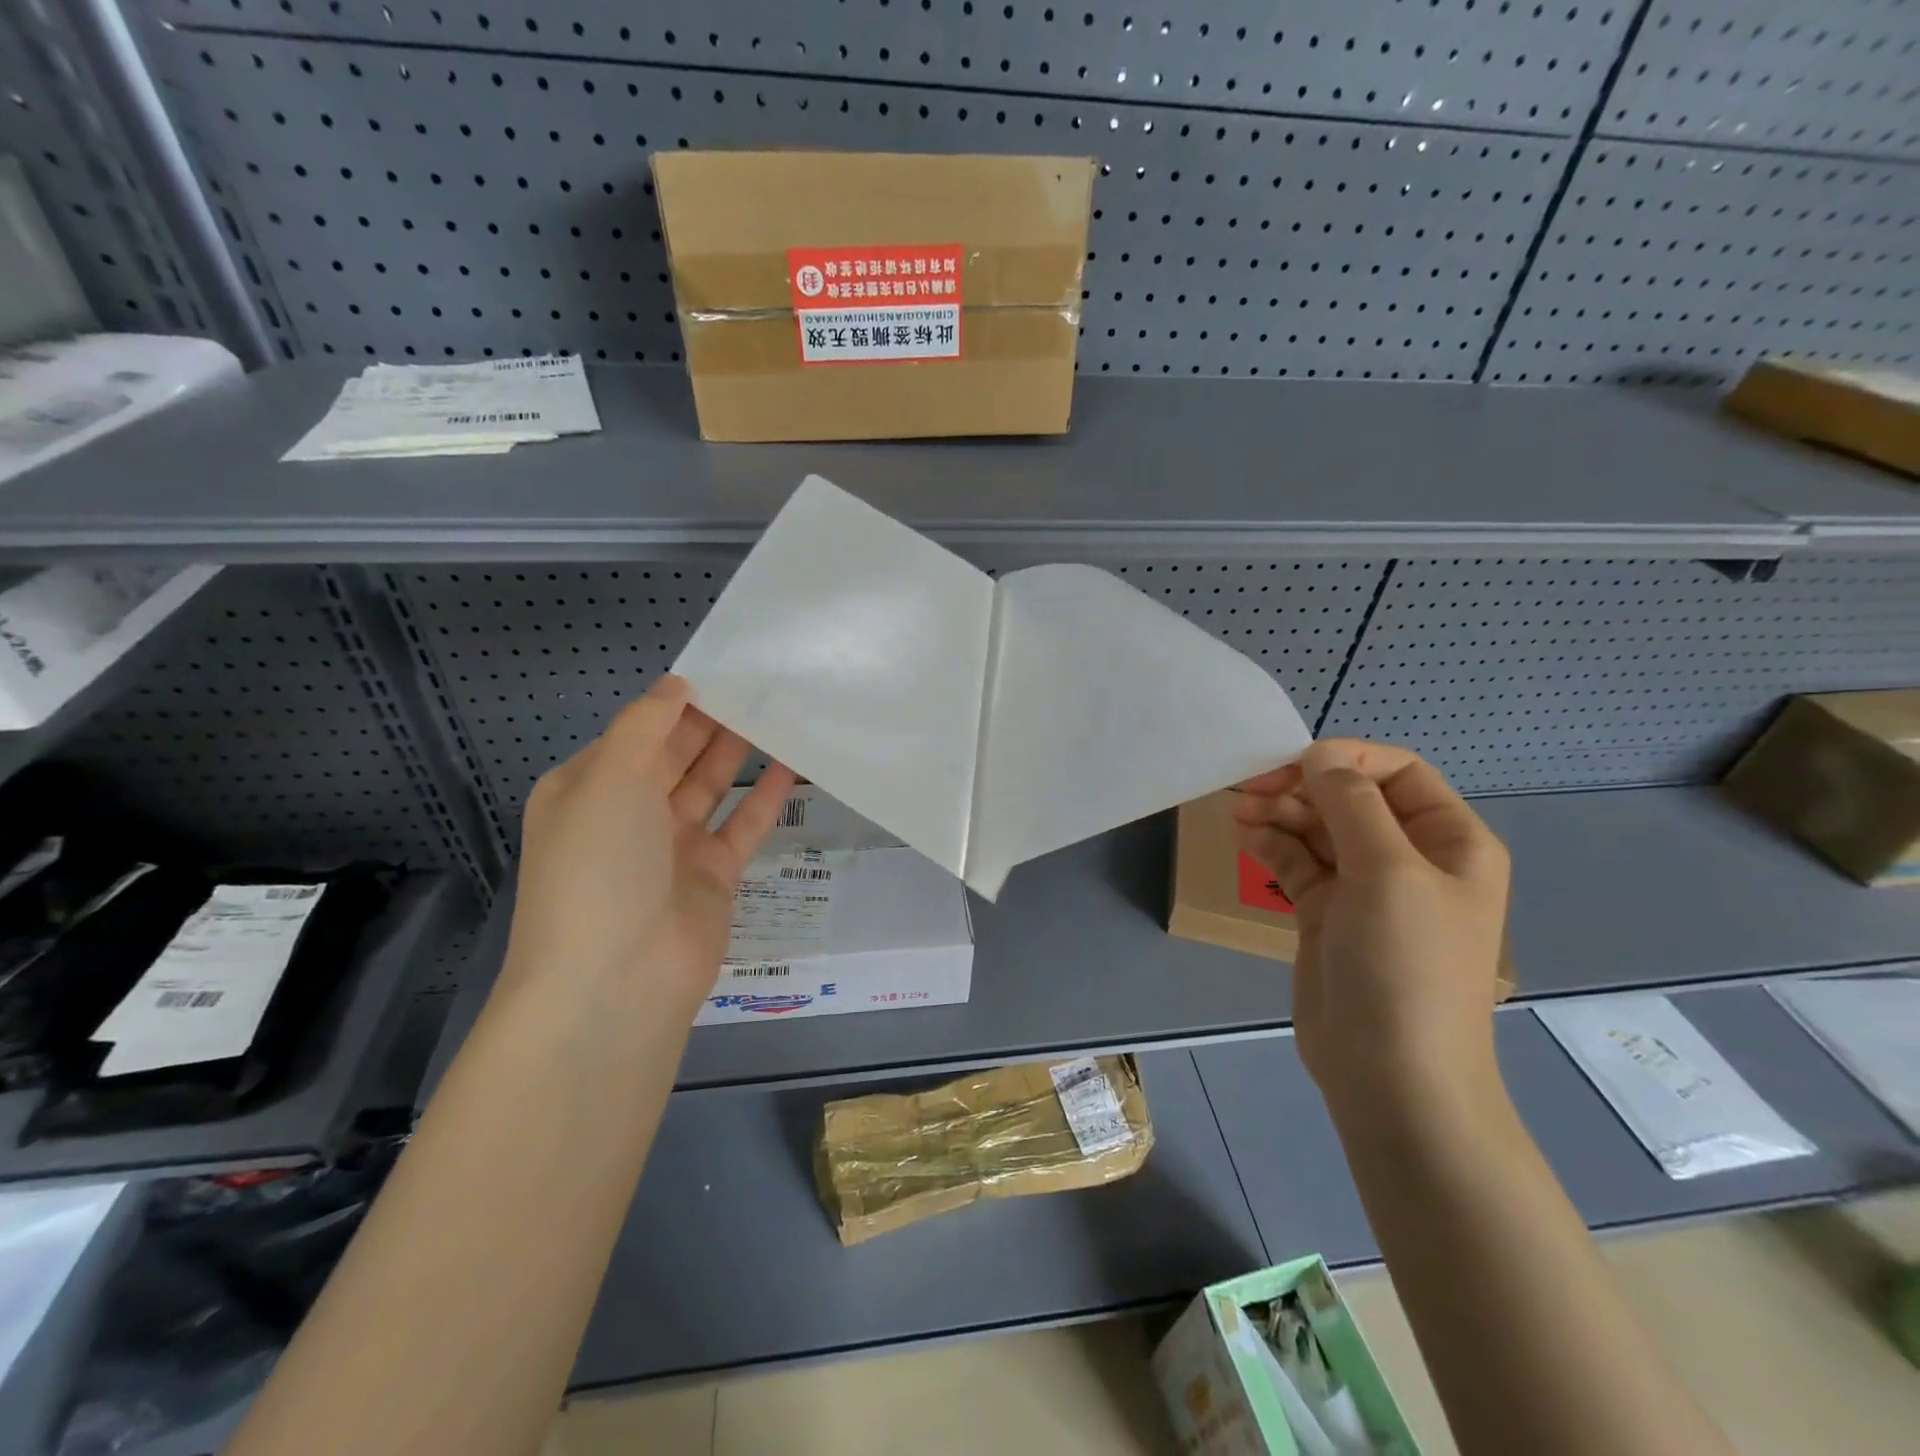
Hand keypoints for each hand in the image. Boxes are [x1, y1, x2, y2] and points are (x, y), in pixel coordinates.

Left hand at [499, 674, 796, 1018]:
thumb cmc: (600, 865)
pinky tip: (794, 764)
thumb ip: (646, 725)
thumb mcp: (610, 779)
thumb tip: (675, 685)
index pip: (637, 732)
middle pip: (675, 756)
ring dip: (739, 753)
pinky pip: (742, 825)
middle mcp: (627, 814)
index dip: (676, 702)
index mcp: (589, 789)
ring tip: (780, 712)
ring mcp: (672, 847)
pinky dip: (765, 796)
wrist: (617, 979)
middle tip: (762, 684)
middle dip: (712, 722)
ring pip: (710, 787)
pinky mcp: (713, 876)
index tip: (723, 669)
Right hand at [1231, 740, 1510, 1117]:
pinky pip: (1298, 863)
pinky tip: (1244, 835)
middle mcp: (1410, 858)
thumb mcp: (1387, 872)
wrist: (1391, 1074)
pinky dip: (1272, 845)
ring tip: (1239, 811)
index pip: (1397, 772)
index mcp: (1450, 841)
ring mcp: (1366, 888)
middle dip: (1303, 787)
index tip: (1291, 766)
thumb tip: (1319, 755)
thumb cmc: (1405, 965)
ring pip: (1319, 830)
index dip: (1344, 760)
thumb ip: (1351, 804)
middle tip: (1251, 789)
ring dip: (1280, 813)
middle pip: (1351, 798)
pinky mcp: (1327, 914)